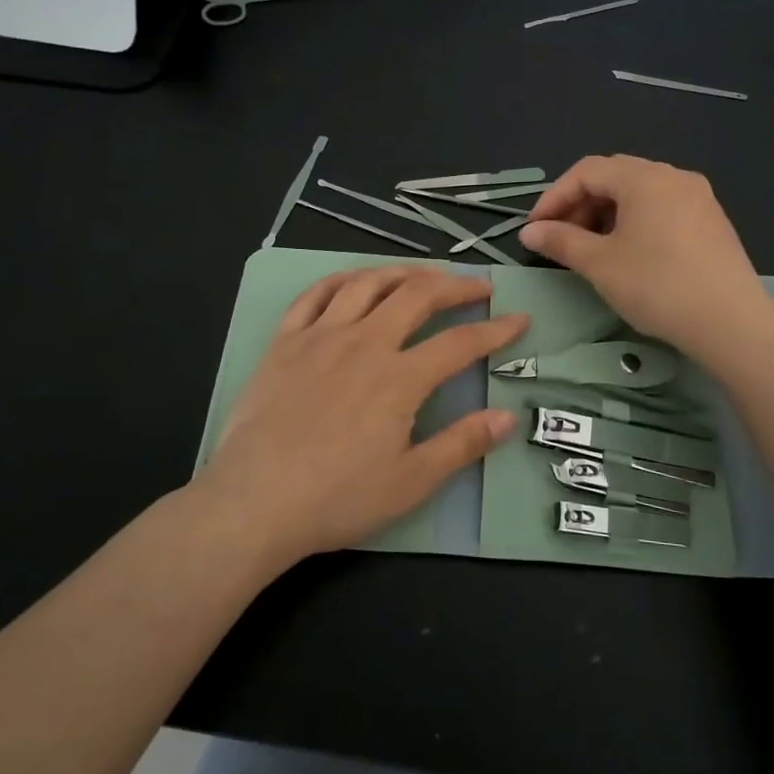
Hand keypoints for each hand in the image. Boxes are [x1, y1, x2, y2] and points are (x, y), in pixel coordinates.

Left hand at [194, 266, 527, 564]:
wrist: (254, 501)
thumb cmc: (337, 498)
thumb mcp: (411, 482)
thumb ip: (461, 444)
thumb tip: (507, 417)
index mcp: (399, 378)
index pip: (460, 343)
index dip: (496, 330)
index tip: (520, 319)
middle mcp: (364, 343)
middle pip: (417, 296)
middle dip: (455, 286)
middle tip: (478, 287)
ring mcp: (320, 336)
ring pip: (367, 283)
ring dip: (402, 273)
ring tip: (423, 275)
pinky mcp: (284, 342)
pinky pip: (315, 294)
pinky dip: (342, 279)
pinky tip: (355, 280)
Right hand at [519, 155, 773, 353]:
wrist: (731, 322)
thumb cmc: (657, 286)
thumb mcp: (600, 264)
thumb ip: (561, 241)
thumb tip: (529, 232)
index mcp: (644, 178)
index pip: (586, 171)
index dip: (554, 197)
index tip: (535, 230)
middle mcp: (673, 176)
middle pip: (614, 176)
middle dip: (580, 204)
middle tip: (561, 239)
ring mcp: (699, 197)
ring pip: (639, 193)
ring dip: (606, 214)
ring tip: (592, 249)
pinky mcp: (712, 221)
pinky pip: (662, 208)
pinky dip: (635, 221)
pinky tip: (629, 253)